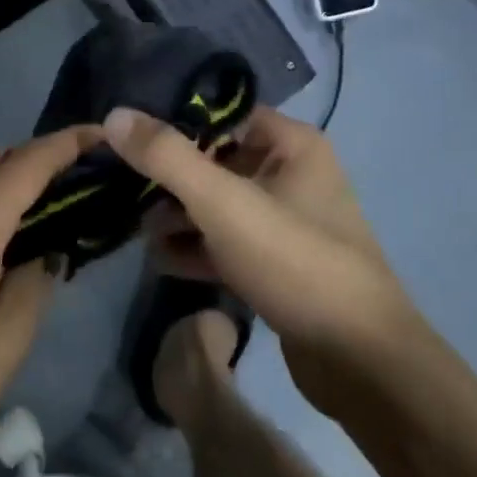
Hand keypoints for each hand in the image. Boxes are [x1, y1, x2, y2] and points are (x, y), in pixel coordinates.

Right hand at [106, 105, 414, 406]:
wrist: (361, 362)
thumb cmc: (294, 260)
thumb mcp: (223, 202)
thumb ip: (166, 157)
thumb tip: (114, 114)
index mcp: (292, 145)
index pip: (222, 116)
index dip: (174, 124)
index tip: (129, 142)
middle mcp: (292, 175)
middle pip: (216, 162)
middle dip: (169, 179)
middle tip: (124, 191)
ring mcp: (286, 224)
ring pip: (219, 206)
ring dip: (178, 217)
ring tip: (136, 230)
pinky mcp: (278, 266)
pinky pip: (228, 243)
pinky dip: (196, 248)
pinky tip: (159, 260)